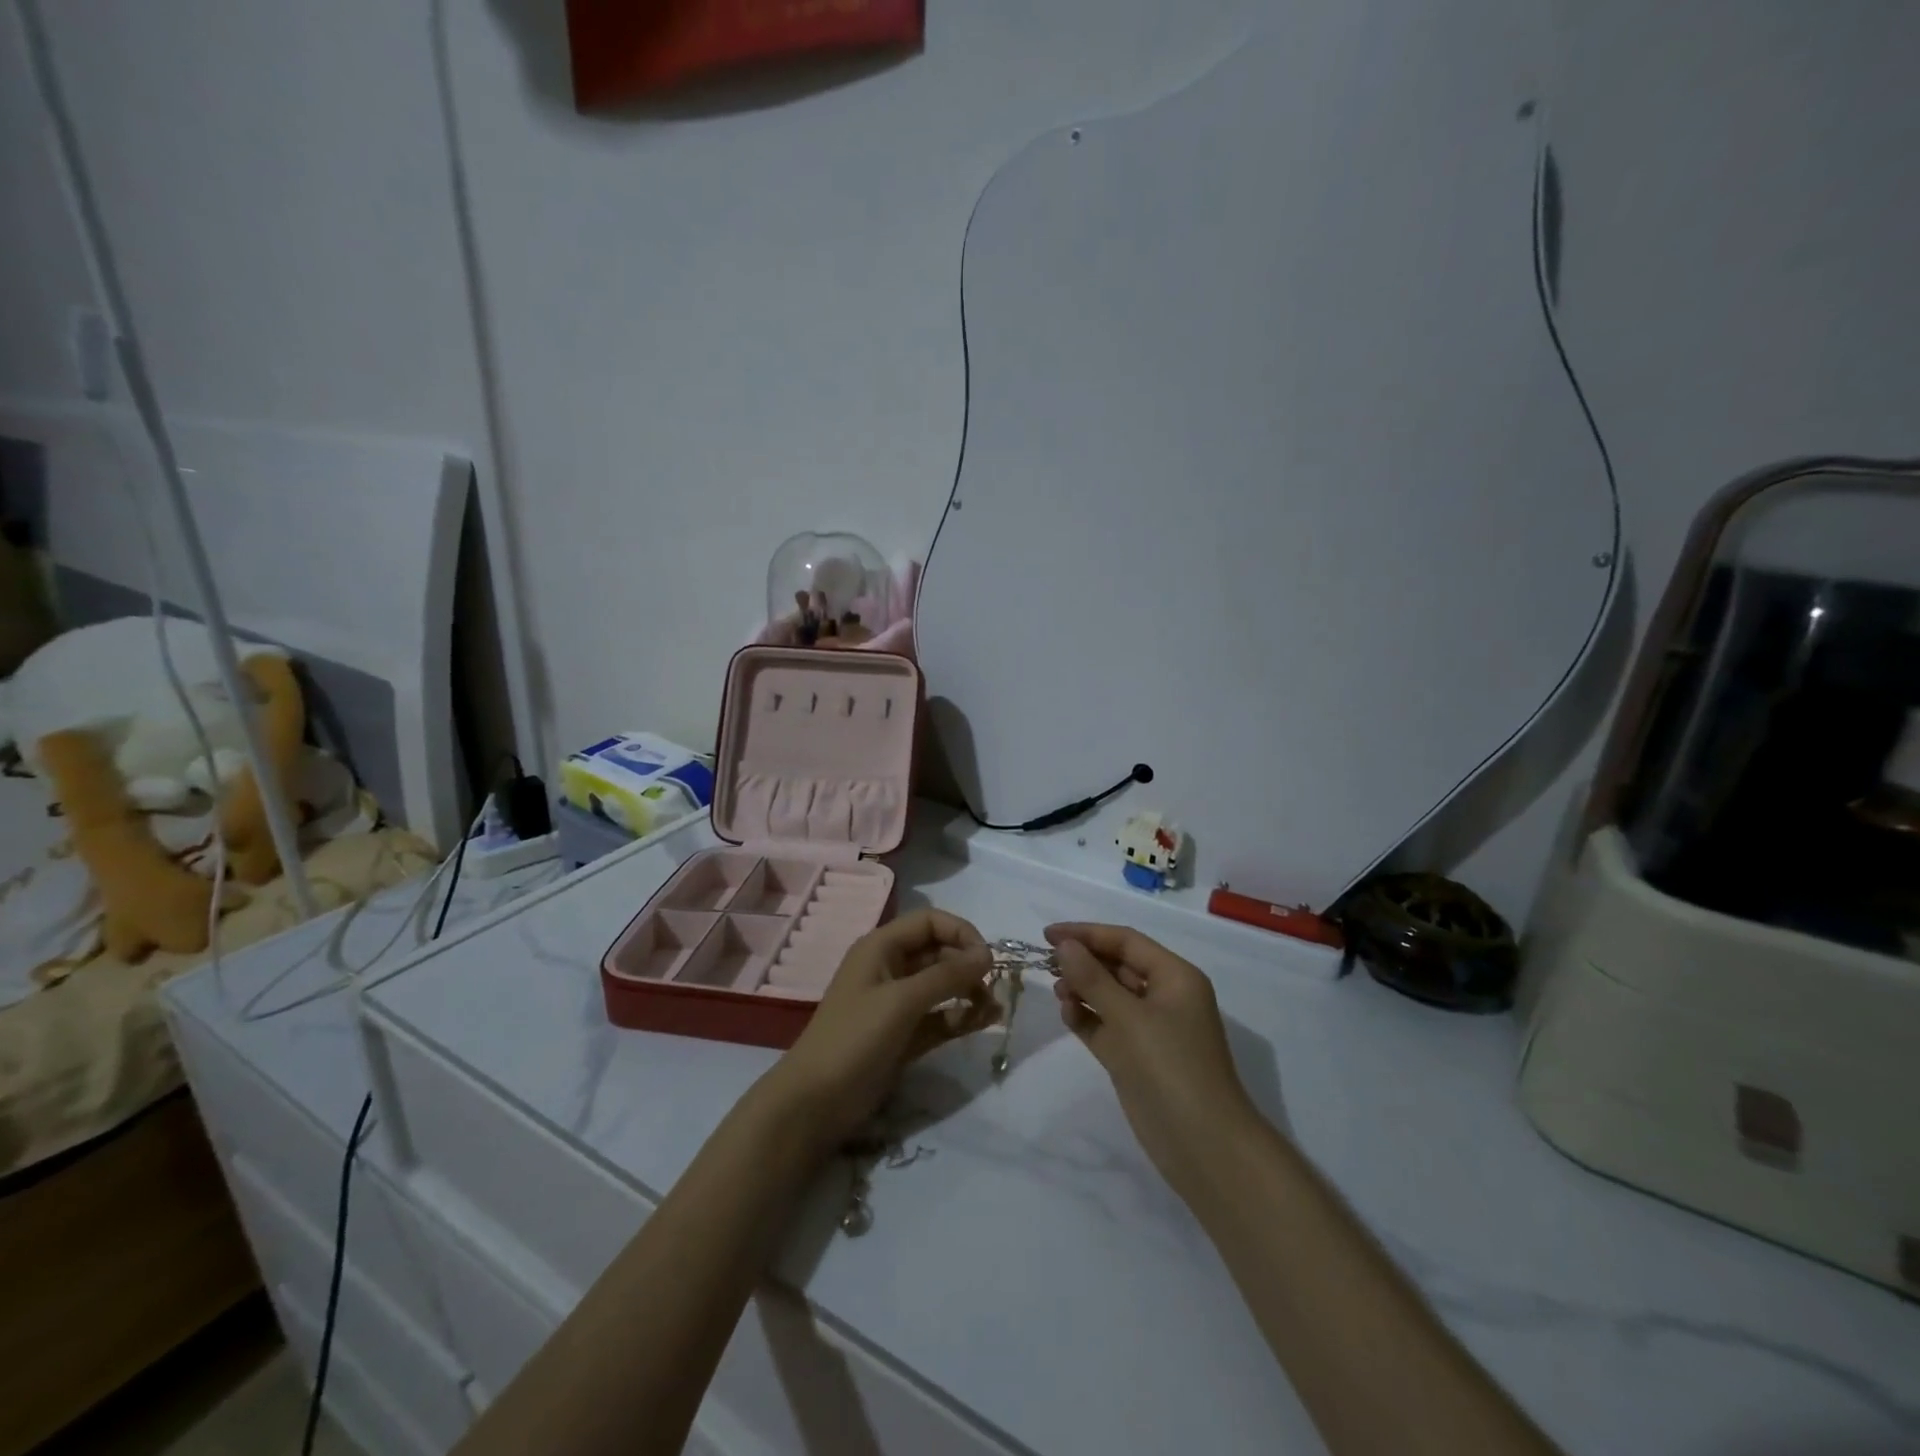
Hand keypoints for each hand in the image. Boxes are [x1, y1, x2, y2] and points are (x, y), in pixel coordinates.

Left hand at [765, 909, 996, 1152]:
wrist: (815, 1103)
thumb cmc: (855, 1038)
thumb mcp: (902, 1001)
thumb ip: (947, 975)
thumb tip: (987, 954)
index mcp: (881, 947)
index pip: (930, 922)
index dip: (961, 933)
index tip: (987, 959)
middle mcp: (890, 968)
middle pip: (939, 952)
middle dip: (968, 966)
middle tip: (992, 990)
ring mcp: (896, 1003)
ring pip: (941, 986)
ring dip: (968, 993)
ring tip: (992, 1012)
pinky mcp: (903, 1034)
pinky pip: (939, 1016)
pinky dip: (959, 1017)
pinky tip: (981, 1024)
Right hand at [1045, 923, 1260, 1196]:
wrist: (1203, 1146)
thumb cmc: (1170, 1067)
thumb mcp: (1128, 1018)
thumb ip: (1093, 979)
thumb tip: (1065, 945)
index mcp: (1175, 977)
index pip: (1126, 942)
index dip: (1087, 933)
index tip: (1047, 934)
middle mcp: (1165, 997)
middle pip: (1118, 966)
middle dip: (1084, 961)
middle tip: (1047, 963)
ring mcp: (1152, 1030)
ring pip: (1111, 996)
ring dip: (1083, 989)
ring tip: (1057, 992)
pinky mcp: (1138, 1058)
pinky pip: (1107, 1026)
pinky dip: (1088, 1018)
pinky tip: (1067, 1015)